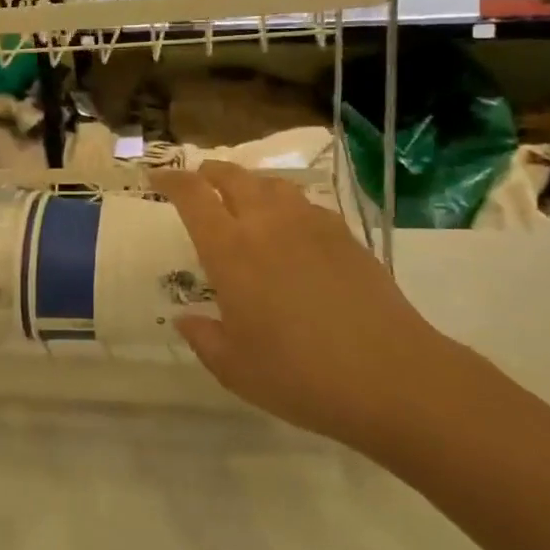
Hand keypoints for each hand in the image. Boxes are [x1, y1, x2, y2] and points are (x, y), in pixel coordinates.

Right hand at [152, 162, 458, 456]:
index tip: (156, 179)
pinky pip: (304, 203)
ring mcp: (310, 224)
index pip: (192, 195)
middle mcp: (267, 224)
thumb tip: (185, 318)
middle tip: (198, 180)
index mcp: (230, 250)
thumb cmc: (301, 376)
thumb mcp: (236, 369)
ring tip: (243, 197)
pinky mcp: (344, 235)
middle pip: (232, 176)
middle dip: (209, 172)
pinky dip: (285, 203)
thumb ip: (203, 338)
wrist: (392, 376)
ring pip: (271, 184)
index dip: (171, 180)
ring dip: (248, 183)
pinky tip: (290, 227)